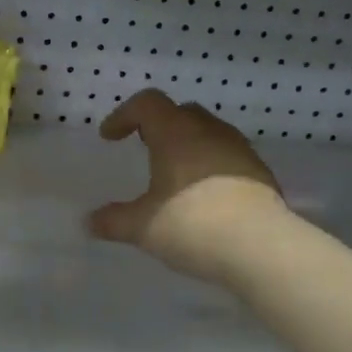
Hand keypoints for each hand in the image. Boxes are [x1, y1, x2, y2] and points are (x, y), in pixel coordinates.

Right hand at [87, 89, 286, 281]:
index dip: (124, 115)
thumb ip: (113, 221)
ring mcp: (240, 150)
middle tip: (145, 147)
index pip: (147, 103)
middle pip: (181, 112)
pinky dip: (211, 166)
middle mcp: (209, 132)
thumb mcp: (142, 227)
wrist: (261, 247)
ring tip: (176, 173)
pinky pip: (229, 157)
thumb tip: (89, 222)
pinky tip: (205, 196)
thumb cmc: (192, 225)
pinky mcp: (261, 173)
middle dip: (159, 125)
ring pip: (209, 133)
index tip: (110, 137)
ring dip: (188, 144)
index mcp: (176, 133)